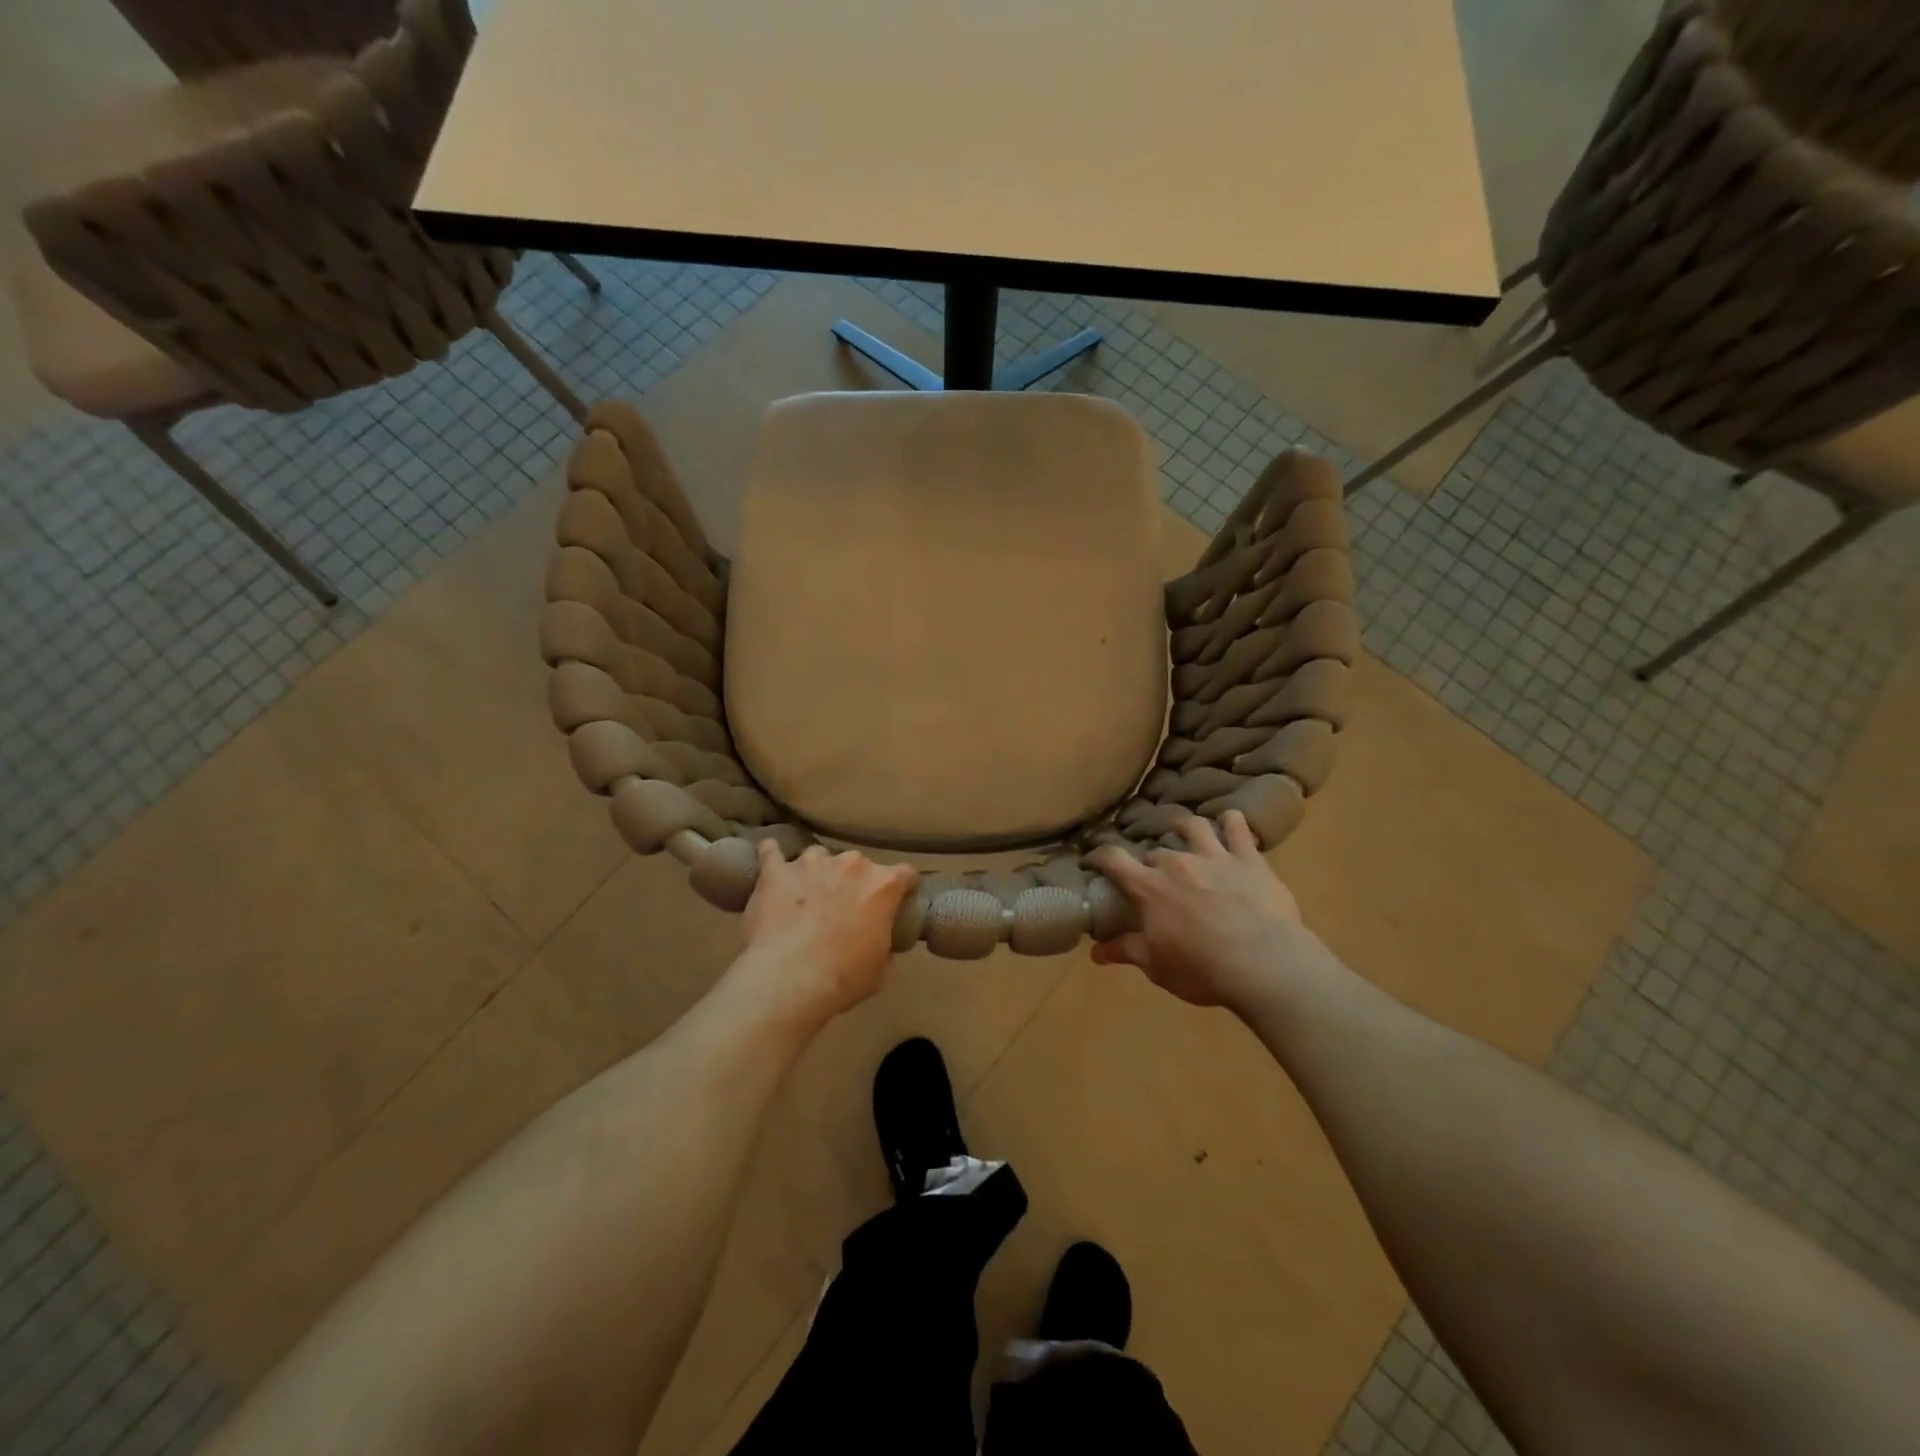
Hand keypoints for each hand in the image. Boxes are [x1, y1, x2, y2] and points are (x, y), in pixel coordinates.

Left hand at [734, 842, 918, 1024]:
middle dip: (853, 881)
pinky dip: (771, 856)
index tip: (897, 900)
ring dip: (816, 872)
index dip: (902, 887)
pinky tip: (770, 861)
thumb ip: (884, 946)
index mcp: (882, 885)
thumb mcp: (880, 971)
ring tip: (806, 895)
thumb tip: (880, 943)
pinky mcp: (775, 871)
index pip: (905, 874)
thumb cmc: (842, 978)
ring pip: (818, 855)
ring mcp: (810, 863)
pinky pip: (771, 852)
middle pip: (858, 864)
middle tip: (843, 907)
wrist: (788, 980)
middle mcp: (850, 864)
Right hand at [1085, 811, 1315, 1013]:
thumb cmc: (1202, 969)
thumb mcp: (1156, 966)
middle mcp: (1176, 862)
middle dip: (1148, 859)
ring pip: (1192, 826)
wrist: (1263, 964)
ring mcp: (1214, 856)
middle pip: (1154, 850)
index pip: (1112, 859)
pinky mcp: (1248, 858)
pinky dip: (1231, 821)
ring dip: (1183, 826)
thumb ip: (1125, 951)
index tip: (1092, 859)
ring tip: (1181, 830)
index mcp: (1148, 887)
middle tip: (1151, 872)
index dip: (1098, 855)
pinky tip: (1229, 820)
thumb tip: (1095, 952)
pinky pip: (1237, 828)